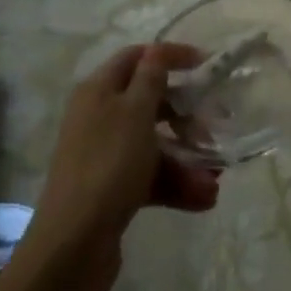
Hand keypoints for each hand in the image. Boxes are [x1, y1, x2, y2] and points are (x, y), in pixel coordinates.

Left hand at [33, 44, 221, 256]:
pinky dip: (176, 184)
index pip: (137, 57)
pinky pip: (151, 176)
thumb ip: (151, 77)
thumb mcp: (135, 112)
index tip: (207, 64)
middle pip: (151, 102)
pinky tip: (203, 199)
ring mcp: (106, 154)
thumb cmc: (109, 165)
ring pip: (155, 144)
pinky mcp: (112, 187)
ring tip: (215, 178)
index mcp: (99, 91)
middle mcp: (99, 117)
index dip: (171, 56)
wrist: (74, 242)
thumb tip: (157, 49)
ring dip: (188, 158)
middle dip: (188, 115)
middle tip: (217, 125)